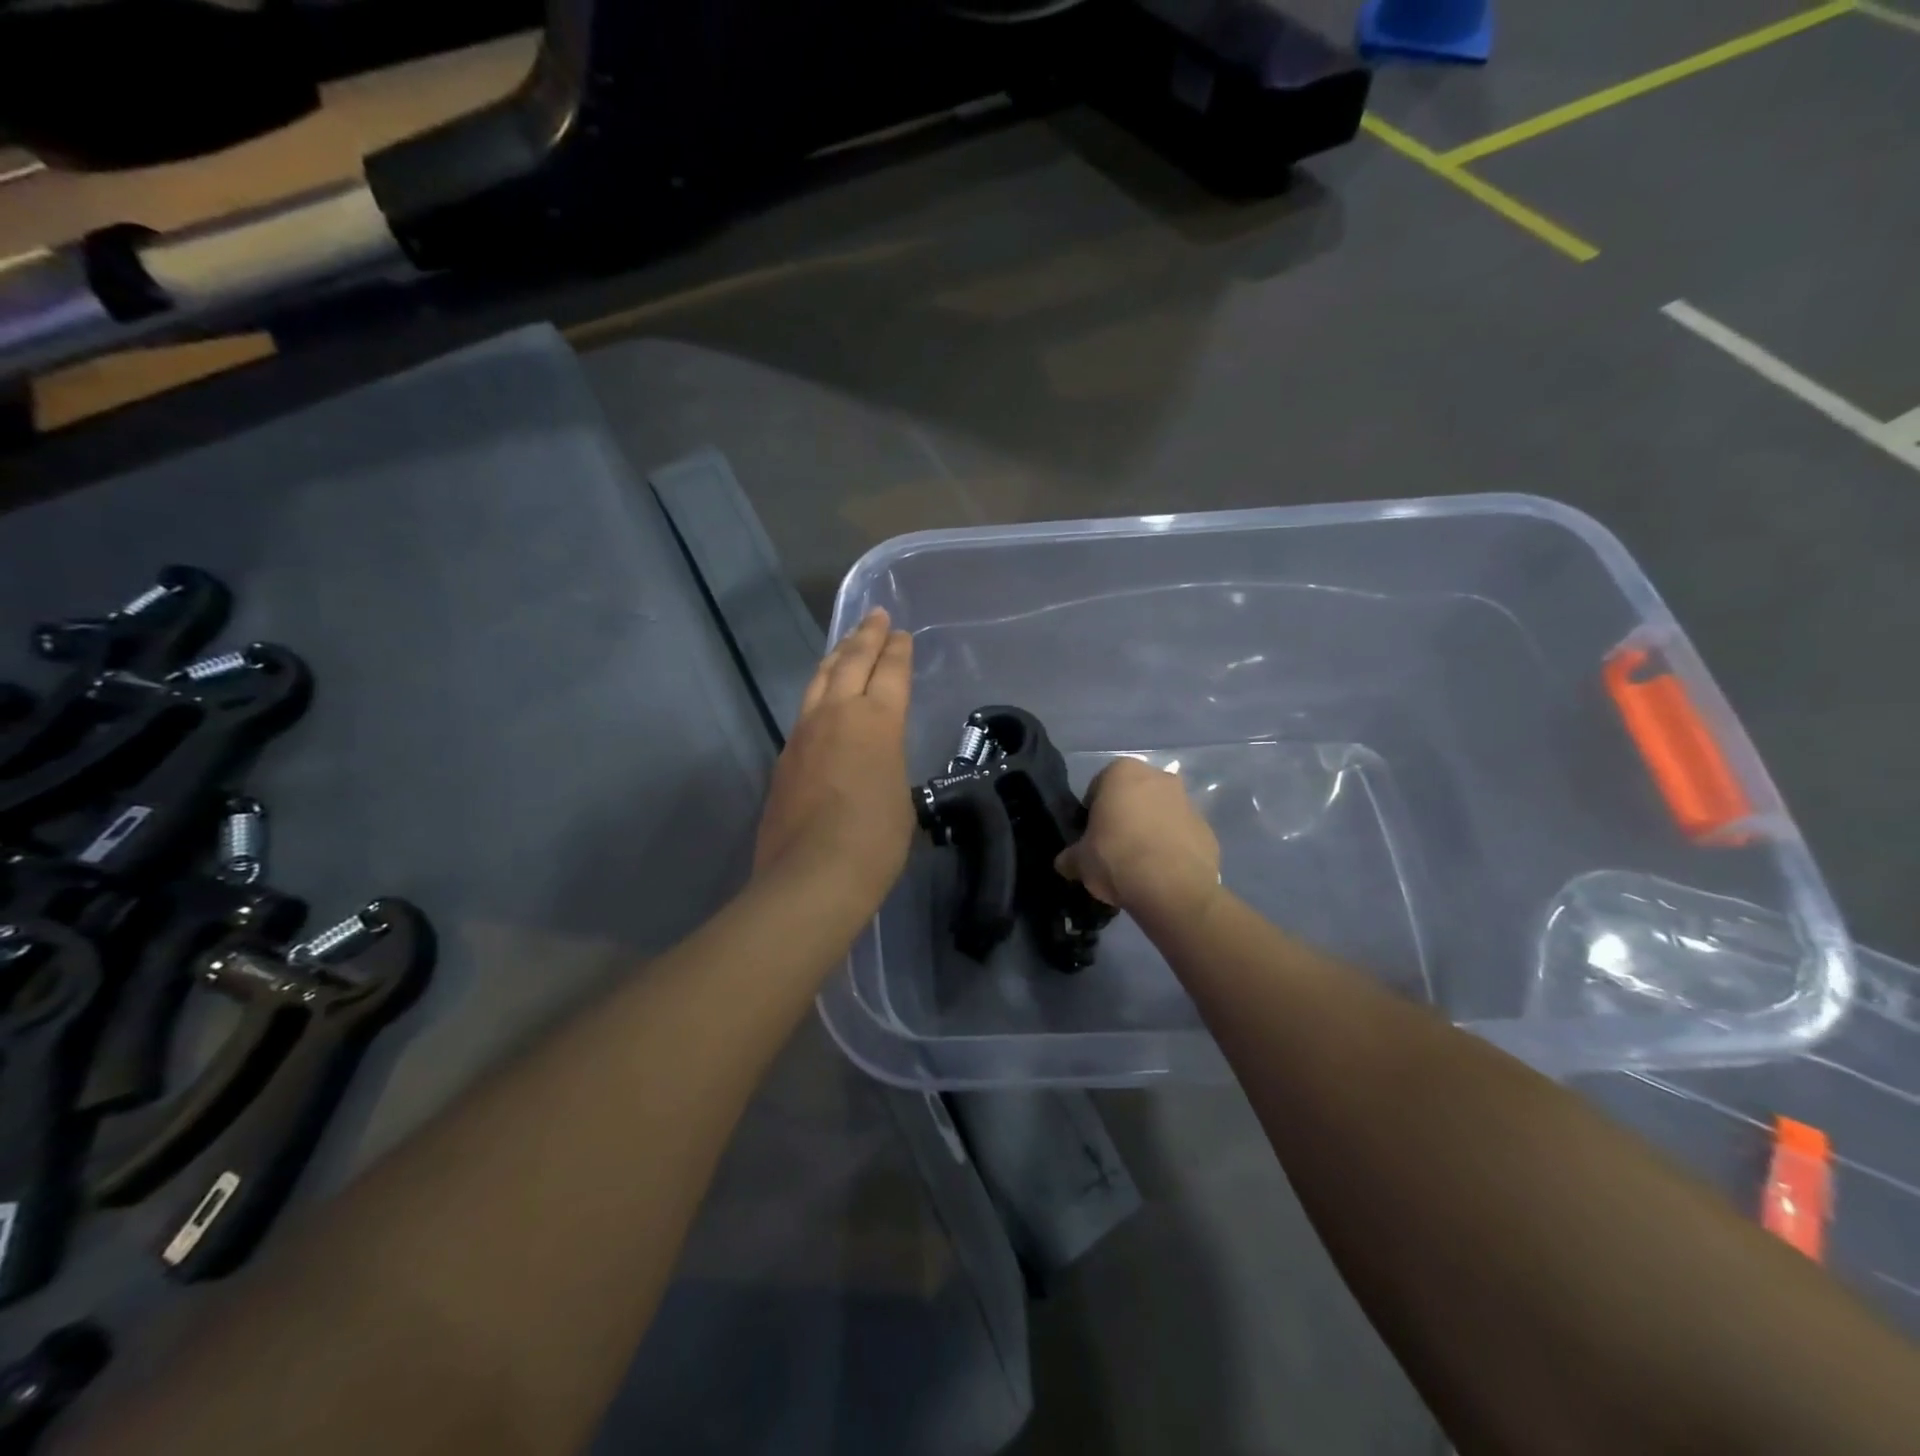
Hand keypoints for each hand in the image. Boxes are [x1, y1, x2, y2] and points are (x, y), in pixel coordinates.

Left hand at [755, 609, 915, 910]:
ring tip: (845, 643)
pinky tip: (820, 698)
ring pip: (820, 680)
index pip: (890, 672)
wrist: (812, 876)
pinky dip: (818, 692)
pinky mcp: (784, 757)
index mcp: (877, 721)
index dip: (897, 650)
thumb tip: (874, 763)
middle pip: (851, 662)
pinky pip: (804, 710)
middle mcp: (837, 715)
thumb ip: (888, 765)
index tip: (900, 633)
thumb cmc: (875, 841)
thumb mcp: (900, 797)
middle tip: (875, 616)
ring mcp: (804, 734)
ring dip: (836, 657)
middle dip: (866, 637)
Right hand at [1056, 757, 1221, 921]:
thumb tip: (1065, 863)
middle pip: (1133, 796)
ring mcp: (1188, 802)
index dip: (1092, 812)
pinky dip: (1172, 847)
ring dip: (1150, 830)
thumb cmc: (1116, 858)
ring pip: (1160, 813)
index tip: (1090, 836)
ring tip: (1139, 864)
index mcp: (1122, 772)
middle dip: (1124, 816)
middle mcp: (1158, 777)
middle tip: (1113, 847)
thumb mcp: (1079, 861)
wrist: (1172, 888)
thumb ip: (1070, 856)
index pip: (1098, 787)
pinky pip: (1181, 835)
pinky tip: (1161, 872)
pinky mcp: (1207, 829)